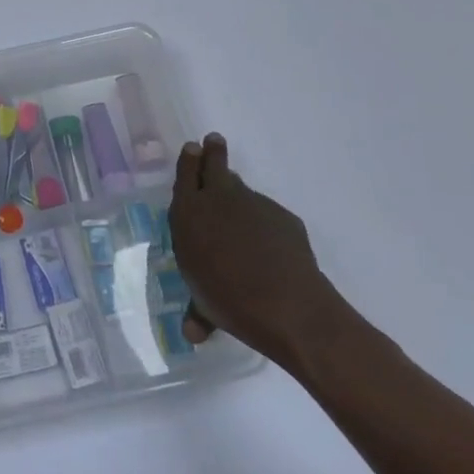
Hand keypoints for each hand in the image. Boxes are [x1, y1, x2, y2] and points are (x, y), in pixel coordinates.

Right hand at [169, 132, 352, 375]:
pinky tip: (269, 248)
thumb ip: (198, 310)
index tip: (193, 147)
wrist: (289, 307)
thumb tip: (193, 332)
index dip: (188, 160)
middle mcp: (218, 200)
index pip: (185, 174)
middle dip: (212, 152)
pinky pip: (267, 214)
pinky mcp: (283, 216)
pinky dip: (264, 224)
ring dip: (238, 195)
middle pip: (214, 164)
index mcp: (189, 214)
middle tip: (212, 142)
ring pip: (242, 190)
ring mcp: (254, 204)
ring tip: (239, 212)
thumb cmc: (231, 303)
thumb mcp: (204, 305)